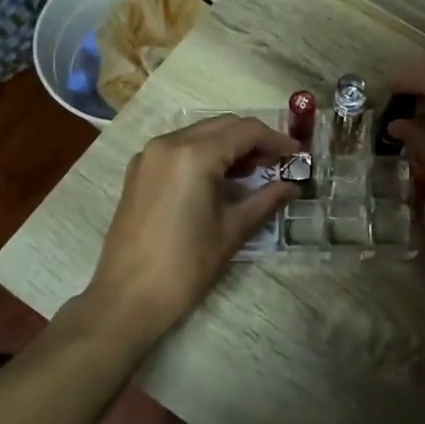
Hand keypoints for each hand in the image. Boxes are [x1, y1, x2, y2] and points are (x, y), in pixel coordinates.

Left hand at [85, 115, 296, 338]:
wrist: (127, 298)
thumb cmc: (185, 266)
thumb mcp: (232, 231)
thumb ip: (266, 200)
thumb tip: (292, 186)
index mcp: (194, 155)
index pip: (245, 131)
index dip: (275, 139)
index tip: (297, 154)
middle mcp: (168, 143)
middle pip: (222, 125)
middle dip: (253, 139)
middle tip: (278, 162)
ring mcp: (149, 155)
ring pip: (200, 133)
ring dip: (229, 145)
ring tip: (254, 171)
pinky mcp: (138, 171)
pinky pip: (179, 148)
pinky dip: (204, 153)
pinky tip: (220, 178)